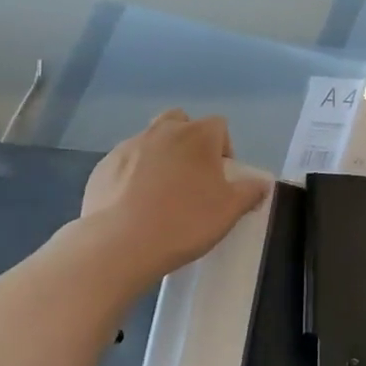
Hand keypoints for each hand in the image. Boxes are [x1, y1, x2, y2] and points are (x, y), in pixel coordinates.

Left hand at [80, 110, 270, 283]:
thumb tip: (262, 183)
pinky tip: (136, 205)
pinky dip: (134, 175)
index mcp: (198, 136)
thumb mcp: (230, 211)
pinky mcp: (103, 166)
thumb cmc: (185, 222)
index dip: (224, 149)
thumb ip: (251, 192)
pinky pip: (126, 162)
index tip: (222, 178)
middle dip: (189, 142)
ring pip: (151, 140)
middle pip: (181, 122)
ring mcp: (129, 146)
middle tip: (192, 177)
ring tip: (162, 194)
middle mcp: (162, 131)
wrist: (121, 243)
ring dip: (161, 157)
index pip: (219, 126)